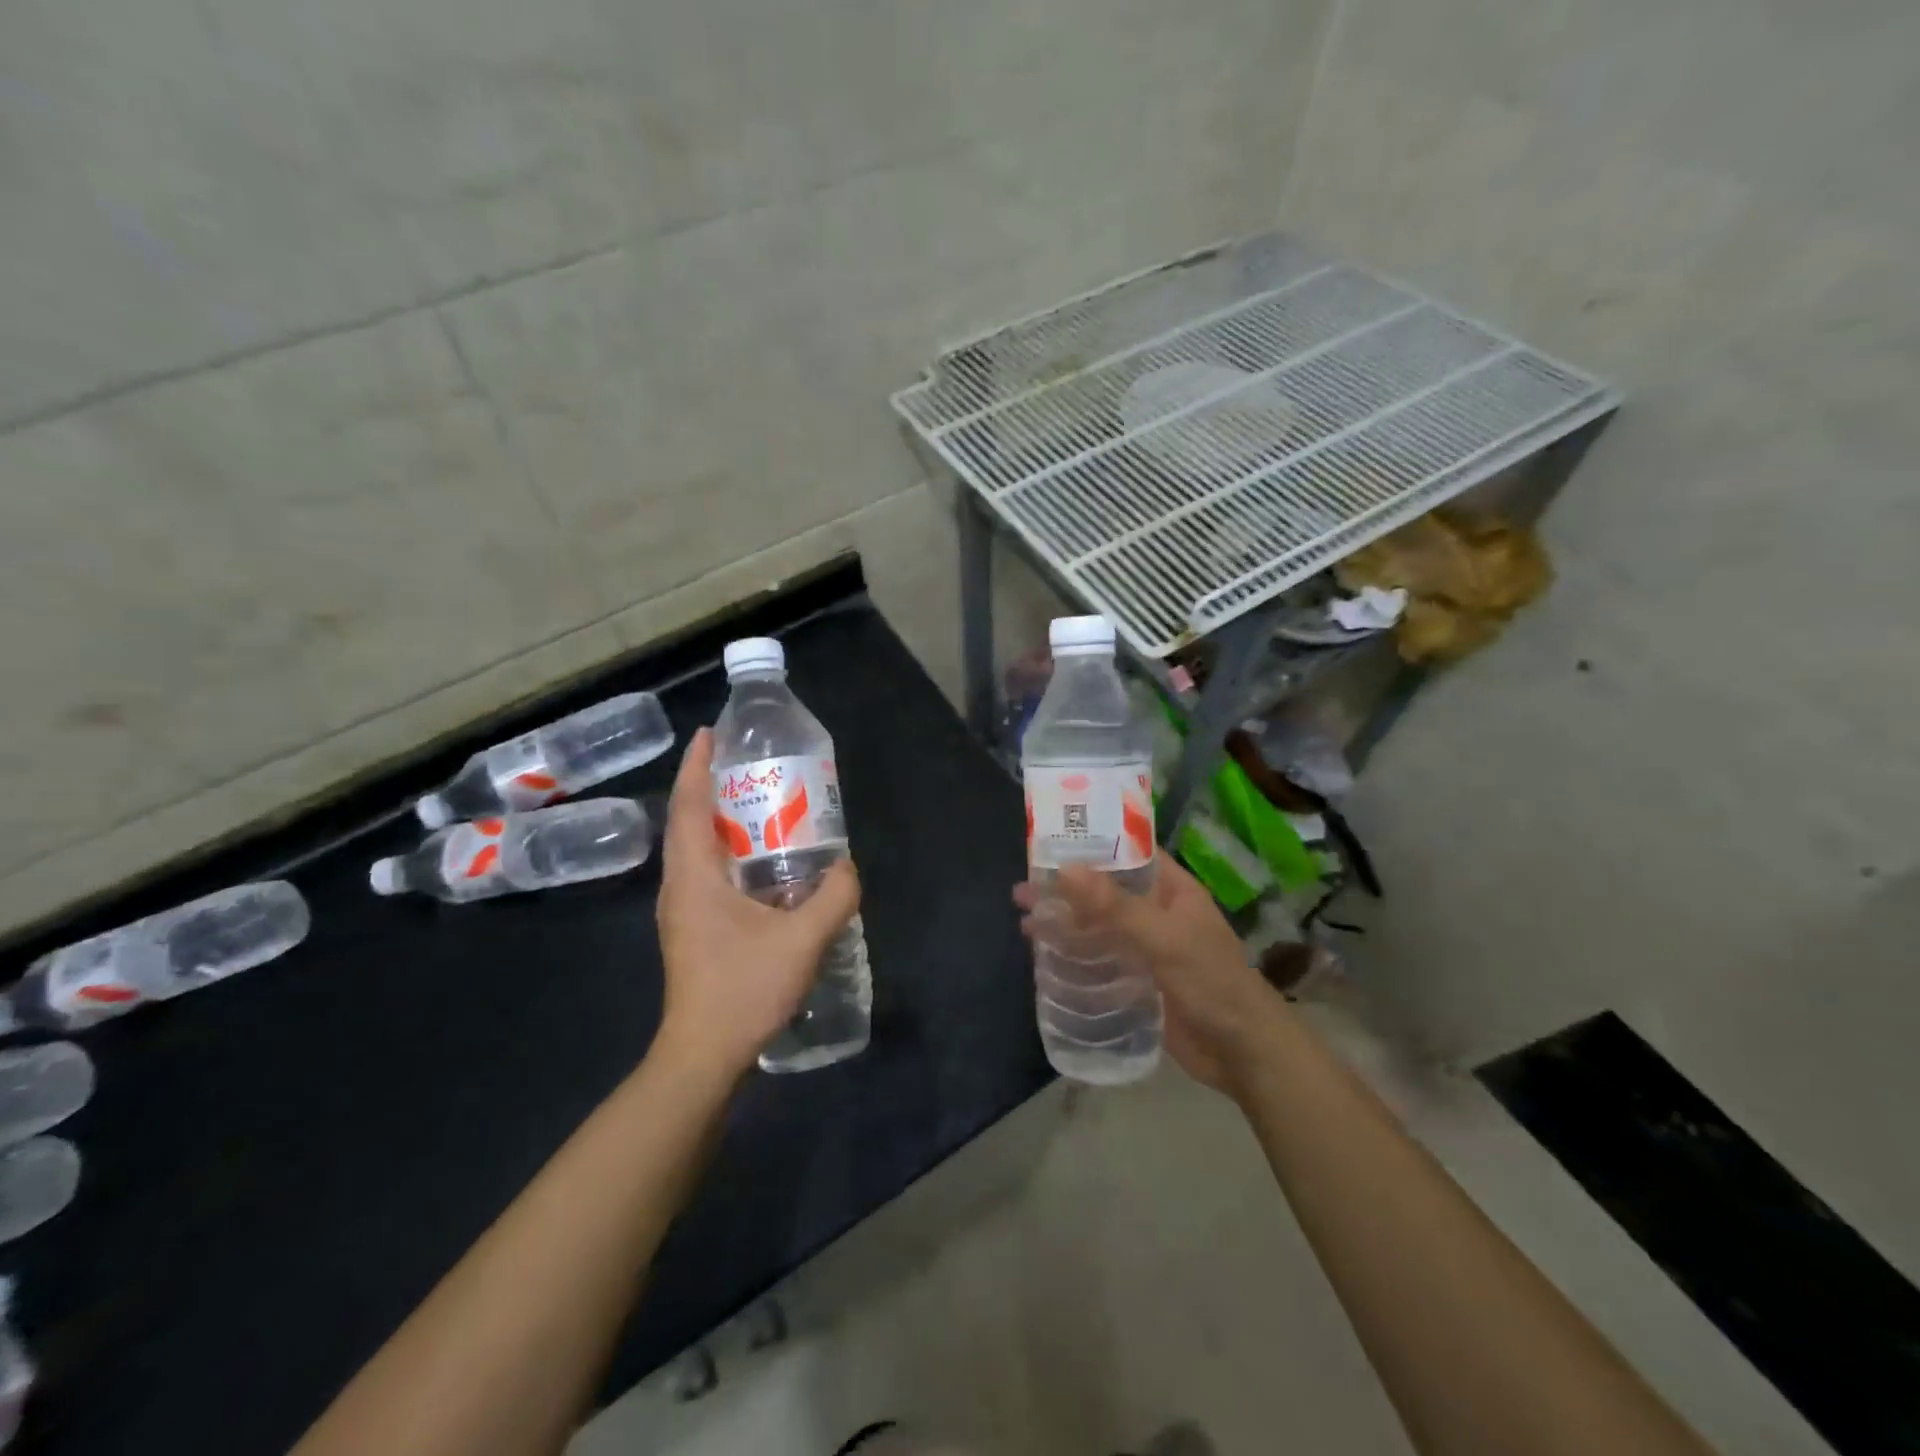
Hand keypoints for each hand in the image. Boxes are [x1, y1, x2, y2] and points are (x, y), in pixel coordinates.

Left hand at [655, 727, 860, 1078]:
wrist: (704, 1055)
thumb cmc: (744, 989)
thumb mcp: (802, 940)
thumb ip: (833, 897)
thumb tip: (847, 867)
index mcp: (694, 877)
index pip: (689, 806)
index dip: (697, 766)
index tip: (710, 734)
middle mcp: (679, 886)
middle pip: (689, 821)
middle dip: (711, 787)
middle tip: (750, 766)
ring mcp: (682, 910)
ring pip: (696, 849)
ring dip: (719, 821)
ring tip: (759, 806)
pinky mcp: (692, 930)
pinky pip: (705, 873)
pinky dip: (727, 852)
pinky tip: (762, 864)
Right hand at [1014, 855, 1284, 1095]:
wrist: (1244, 1054)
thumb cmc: (1212, 983)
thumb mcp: (1164, 939)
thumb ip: (1115, 906)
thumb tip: (1065, 869)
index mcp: (1172, 890)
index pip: (1128, 852)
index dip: (1092, 843)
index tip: (1049, 838)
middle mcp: (1157, 913)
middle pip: (1105, 891)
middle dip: (1066, 888)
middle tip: (1023, 887)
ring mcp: (1146, 948)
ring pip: (1098, 926)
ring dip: (1065, 921)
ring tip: (1024, 918)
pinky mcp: (1137, 981)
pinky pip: (1099, 959)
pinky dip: (1073, 954)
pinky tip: (1044, 954)